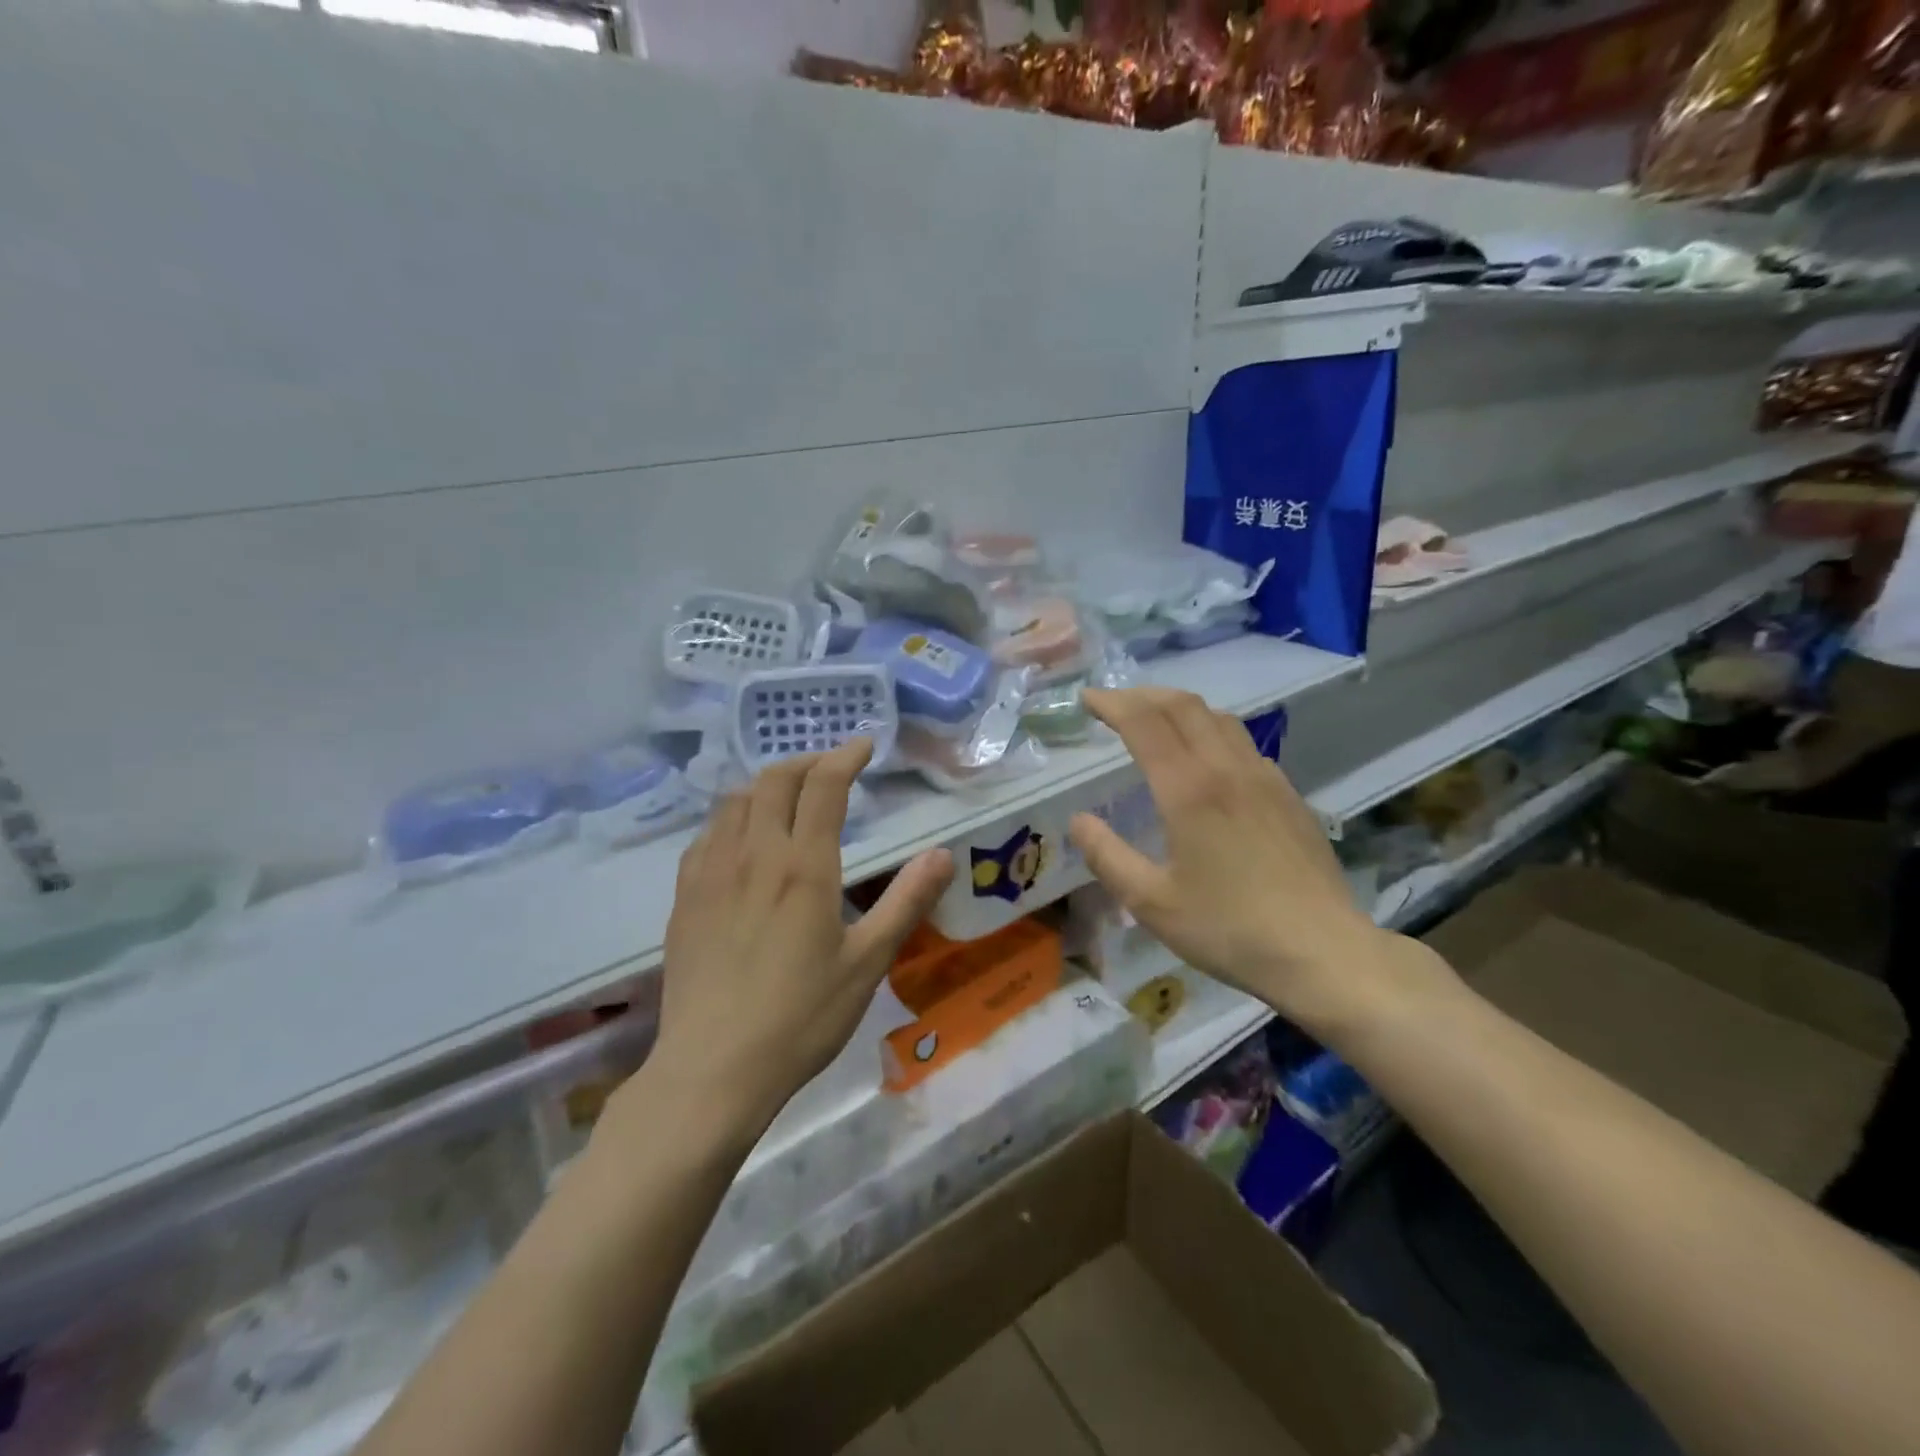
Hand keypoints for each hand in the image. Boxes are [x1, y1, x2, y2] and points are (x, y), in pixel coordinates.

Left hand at [650, 740, 952, 1133]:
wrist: (713, 1068)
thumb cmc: (801, 1018)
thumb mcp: (868, 963)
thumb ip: (906, 902)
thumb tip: (943, 854)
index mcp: (804, 867)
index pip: (823, 787)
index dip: (845, 756)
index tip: (863, 744)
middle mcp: (754, 855)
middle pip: (774, 781)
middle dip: (805, 761)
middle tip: (830, 767)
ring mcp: (711, 873)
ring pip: (735, 801)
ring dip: (767, 784)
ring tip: (789, 795)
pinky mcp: (685, 897)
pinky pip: (706, 834)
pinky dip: (732, 816)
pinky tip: (741, 838)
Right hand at [1068, 688, 1411, 1036]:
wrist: (1323, 952)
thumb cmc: (1229, 929)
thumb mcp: (1151, 902)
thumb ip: (1107, 856)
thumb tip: (1078, 821)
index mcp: (1189, 789)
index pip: (1144, 722)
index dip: (1112, 703)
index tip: (1087, 699)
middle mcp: (1227, 769)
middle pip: (1183, 706)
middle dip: (1143, 695)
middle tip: (1114, 704)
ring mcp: (1265, 778)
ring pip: (1219, 718)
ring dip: (1180, 708)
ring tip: (1156, 721)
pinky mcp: (1289, 795)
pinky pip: (1243, 744)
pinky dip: (1212, 732)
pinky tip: (1207, 761)